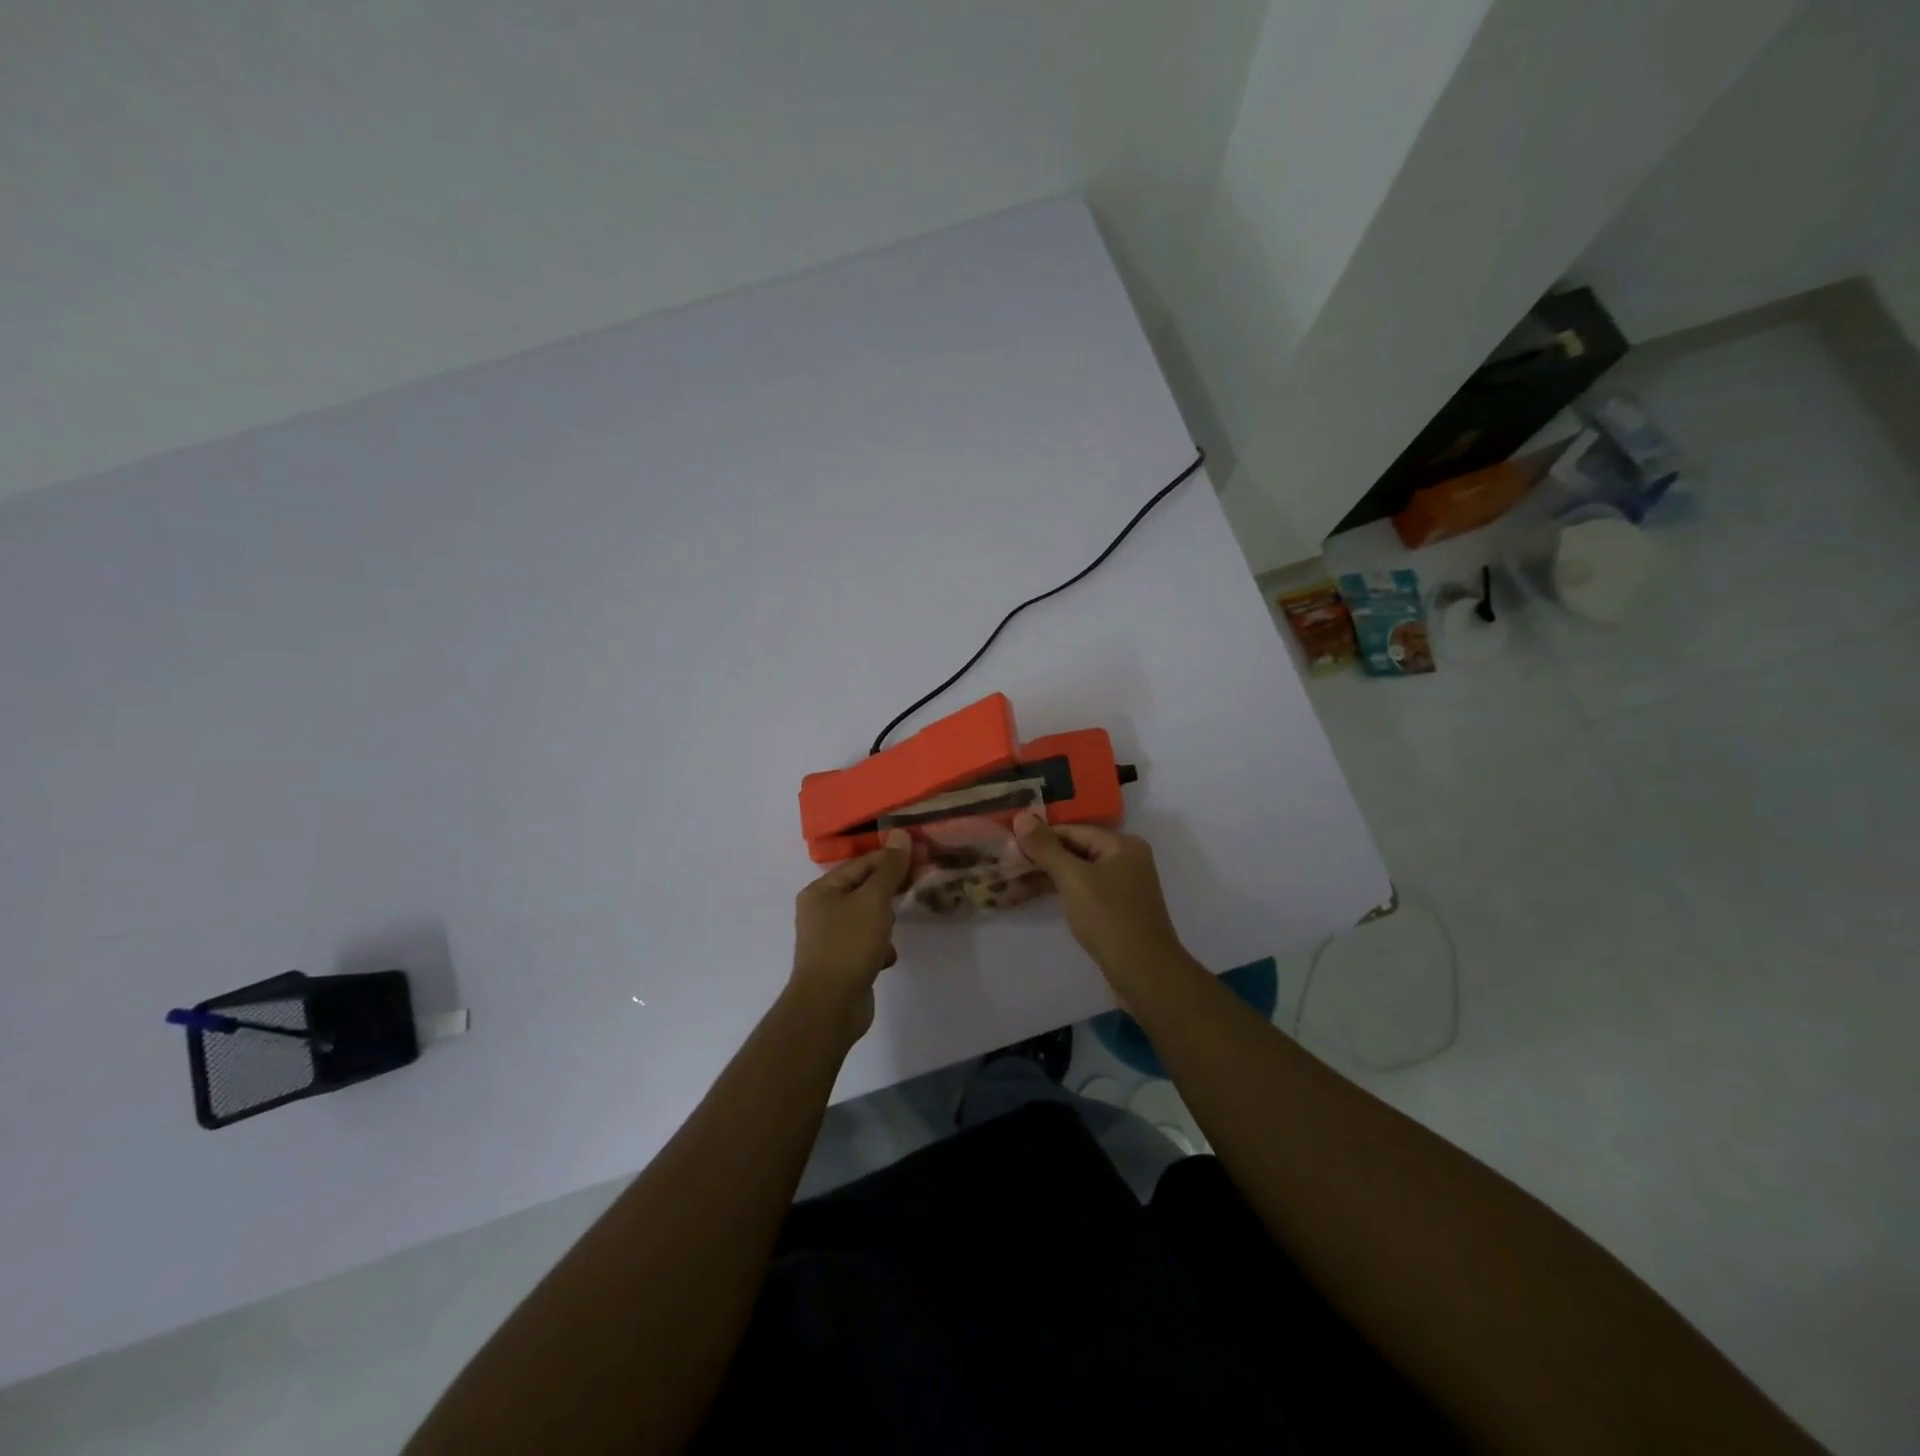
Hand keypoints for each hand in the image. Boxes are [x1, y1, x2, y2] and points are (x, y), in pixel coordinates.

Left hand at [791, 829, 911, 1039]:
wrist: (830, 1006)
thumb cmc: (848, 945)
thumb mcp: (873, 901)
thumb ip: (889, 869)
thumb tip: (900, 834)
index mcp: (821, 890)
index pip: (861, 863)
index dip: (892, 858)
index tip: (922, 856)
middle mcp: (821, 910)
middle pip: (863, 889)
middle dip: (890, 889)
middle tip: (921, 882)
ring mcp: (830, 938)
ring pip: (867, 917)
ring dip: (885, 920)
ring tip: (899, 924)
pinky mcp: (841, 962)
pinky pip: (866, 944)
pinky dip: (880, 946)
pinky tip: (888, 956)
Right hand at [1013, 812, 1189, 984]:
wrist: (1144, 973)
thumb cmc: (1109, 918)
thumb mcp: (1073, 879)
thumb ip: (1046, 848)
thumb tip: (1021, 816)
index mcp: (1121, 844)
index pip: (1071, 831)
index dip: (1038, 837)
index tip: (1007, 847)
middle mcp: (1125, 859)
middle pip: (1073, 850)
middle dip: (1038, 859)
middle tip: (1004, 866)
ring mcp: (1121, 886)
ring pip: (1075, 873)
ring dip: (1043, 878)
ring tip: (1009, 885)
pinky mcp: (1114, 909)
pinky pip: (1081, 891)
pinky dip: (1058, 892)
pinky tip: (1030, 897)